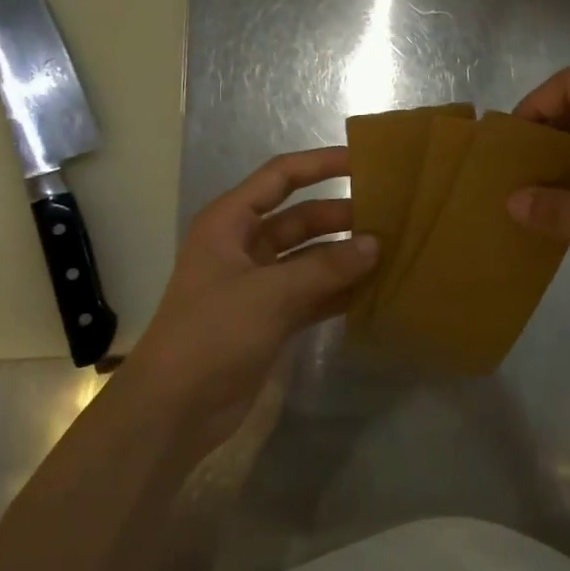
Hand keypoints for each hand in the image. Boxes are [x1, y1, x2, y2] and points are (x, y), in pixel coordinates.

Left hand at [116, 147, 375, 455]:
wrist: (176, 408)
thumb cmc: (213, 334)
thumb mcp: (270, 293)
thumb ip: (326, 267)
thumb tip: (375, 244)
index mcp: (230, 222)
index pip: (280, 177)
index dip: (321, 164)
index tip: (365, 162)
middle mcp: (244, 246)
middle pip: (302, 218)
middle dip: (342, 216)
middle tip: (392, 216)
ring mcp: (259, 284)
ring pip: (311, 258)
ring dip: (345, 256)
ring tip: (393, 251)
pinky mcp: (271, 318)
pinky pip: (313, 293)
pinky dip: (339, 291)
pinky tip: (375, 291)